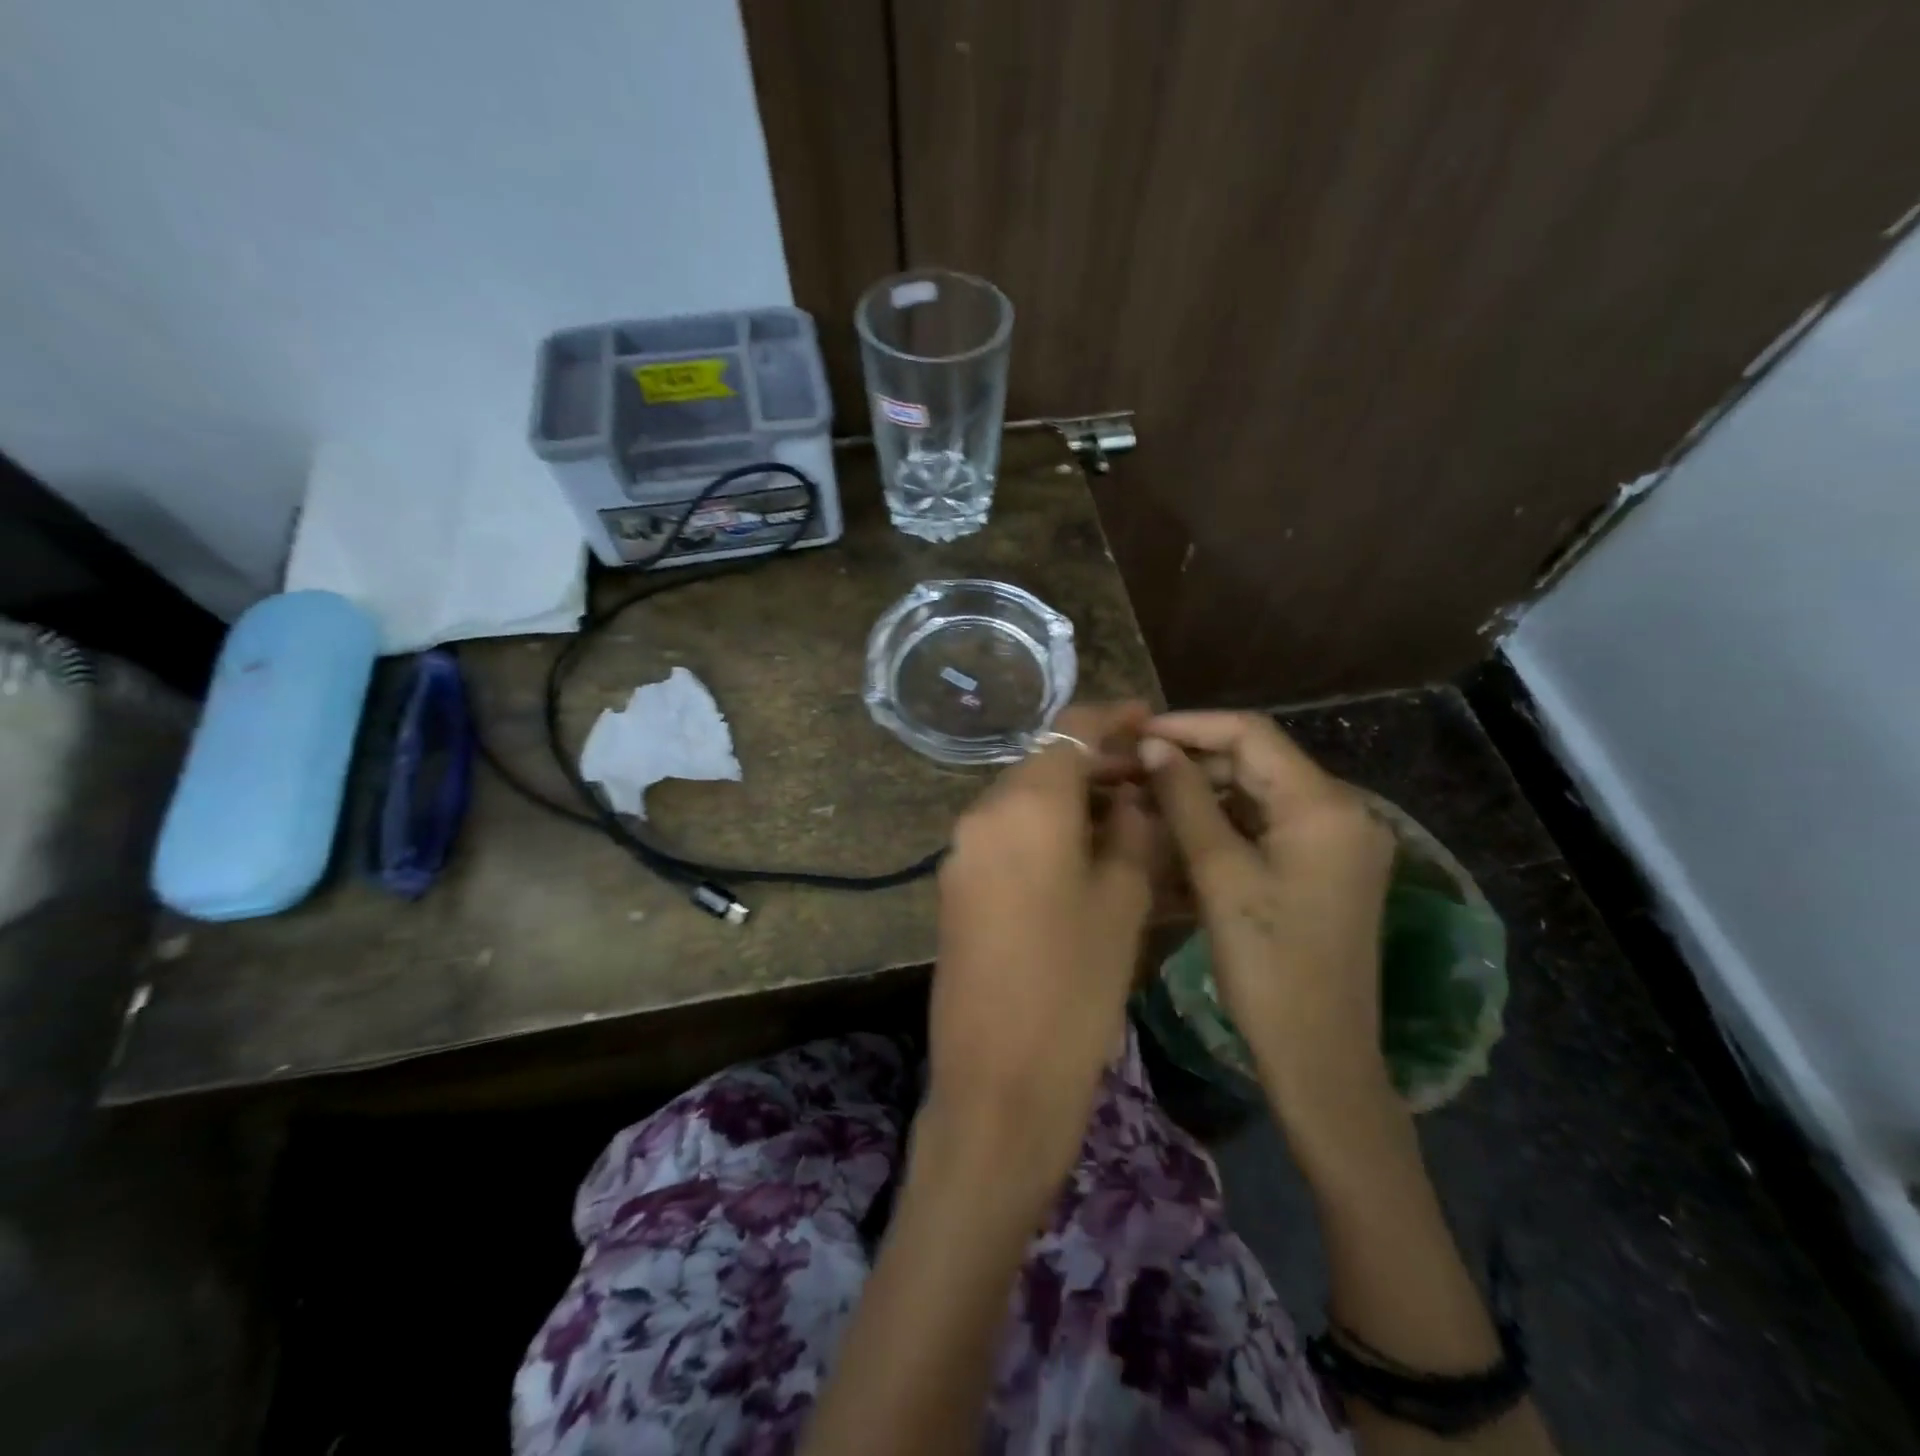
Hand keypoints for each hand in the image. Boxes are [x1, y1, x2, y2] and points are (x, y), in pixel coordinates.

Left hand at [923, 703, 1155, 1193]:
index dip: (1113, 715)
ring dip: (1071, 796)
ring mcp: (962, 850)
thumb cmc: (1075, 987)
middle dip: (1095, 760)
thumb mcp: (1122, 901)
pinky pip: (1006, 834)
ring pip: (1023, 799)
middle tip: (1149, 778)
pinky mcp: (956, 884)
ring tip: (1126, 815)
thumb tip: (1133, 797)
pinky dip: (1044, 828)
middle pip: (1043, 763)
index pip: (1070, 729)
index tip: (1149, 716)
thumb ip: (1132, 832)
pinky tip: (1082, 852)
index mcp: (1026, 804)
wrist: (999, 1079)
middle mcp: (982, 813)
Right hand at [1140, 712, 1398, 1163]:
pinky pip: (1269, 826)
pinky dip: (1225, 825)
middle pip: (1257, 762)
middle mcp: (1343, 810)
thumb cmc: (1267, 966)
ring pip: (1259, 794)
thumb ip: (1186, 800)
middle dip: (1192, 762)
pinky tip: (1180, 835)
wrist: (1320, 1056)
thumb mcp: (1219, 875)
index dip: (1189, 726)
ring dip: (1204, 794)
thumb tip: (1154, 746)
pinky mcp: (1327, 867)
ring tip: (1146, 800)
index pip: (1251, 734)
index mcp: (1325, 805)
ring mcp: (1339, 841)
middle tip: (1132, 771)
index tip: (1137, 734)